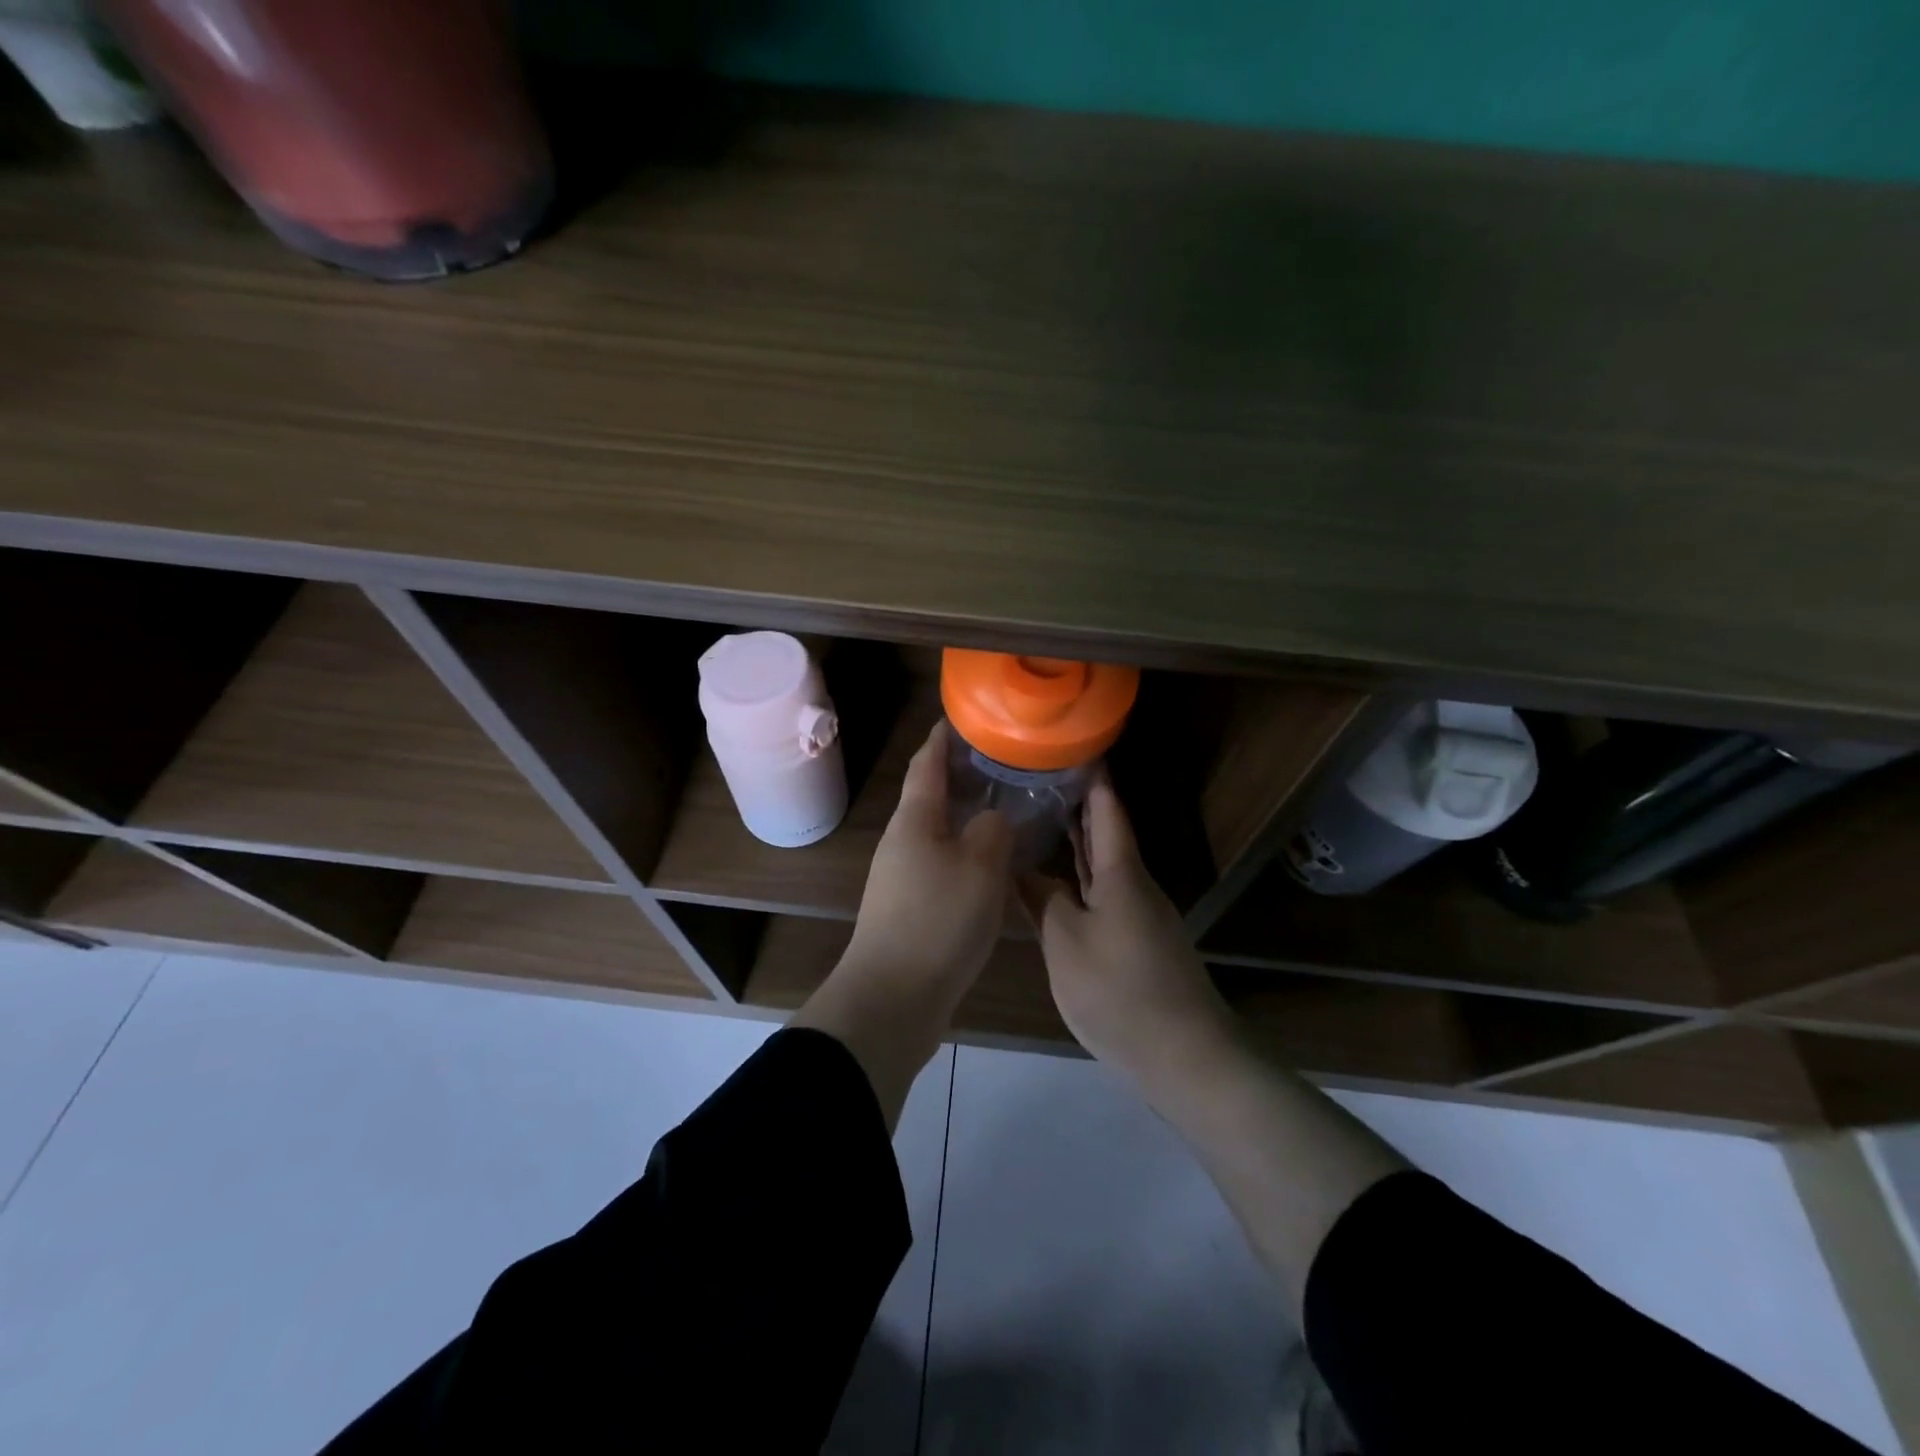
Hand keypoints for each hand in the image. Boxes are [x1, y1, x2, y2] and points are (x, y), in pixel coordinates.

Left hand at [793, 722, 1011, 1127]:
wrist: (893, 999)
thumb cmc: (938, 921)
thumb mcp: (980, 867)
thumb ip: (991, 831)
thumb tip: (991, 819)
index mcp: (914, 821)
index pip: (926, 764)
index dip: (942, 738)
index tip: (962, 717)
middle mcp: (903, 842)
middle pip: (930, 797)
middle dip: (960, 776)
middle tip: (1000, 763)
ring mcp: (902, 878)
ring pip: (938, 833)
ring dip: (965, 817)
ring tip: (1004, 808)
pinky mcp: (910, 909)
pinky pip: (942, 865)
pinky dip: (966, 853)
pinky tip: (992, 864)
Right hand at [1019, 770, 1235, 1086]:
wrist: (1185, 1055)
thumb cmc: (1120, 989)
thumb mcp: (1065, 942)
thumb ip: (1042, 900)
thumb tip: (1022, 869)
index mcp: (1122, 874)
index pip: (1107, 811)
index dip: (1093, 778)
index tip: (1075, 748)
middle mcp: (1136, 886)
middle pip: (1107, 836)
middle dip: (1079, 807)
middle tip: (1042, 780)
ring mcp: (1141, 917)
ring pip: (1105, 868)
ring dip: (1079, 844)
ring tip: (1044, 822)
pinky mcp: (1139, 945)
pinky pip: (1105, 896)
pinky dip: (1083, 880)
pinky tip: (1062, 887)